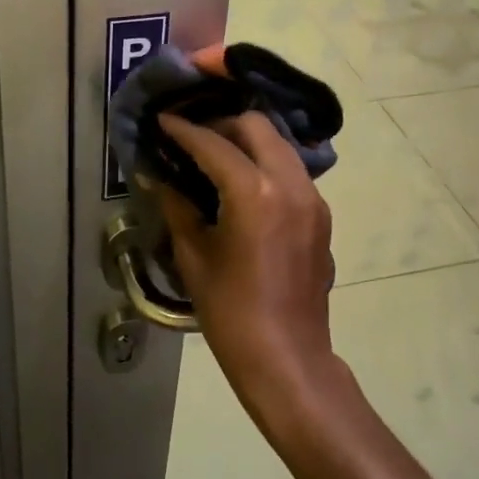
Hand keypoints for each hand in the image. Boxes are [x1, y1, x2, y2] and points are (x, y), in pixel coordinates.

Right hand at [155, 112, 340, 426]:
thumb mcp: (194, 256)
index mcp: (255, 193)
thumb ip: (177, 206)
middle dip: (223, 124)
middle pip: (257, 127)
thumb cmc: (231, 312)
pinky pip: (292, 171)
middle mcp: (291, 184)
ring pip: (280, 145)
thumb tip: (157, 175)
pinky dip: (266, 163)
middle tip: (194, 138)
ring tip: (217, 157)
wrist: (287, 358)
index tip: (164, 120)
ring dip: (248, 141)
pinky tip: (244, 185)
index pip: (214, 144)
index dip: (185, 130)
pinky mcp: (321, 215)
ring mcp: (313, 199)